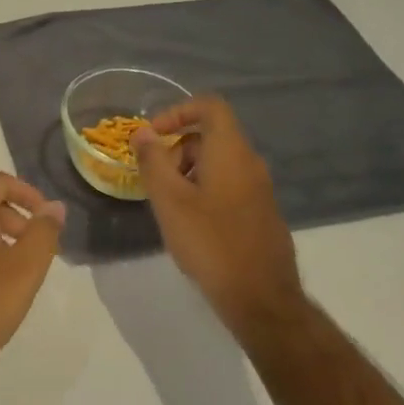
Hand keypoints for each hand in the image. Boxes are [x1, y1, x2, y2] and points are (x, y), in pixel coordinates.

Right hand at [133, 97, 303, 333]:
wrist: (261, 298)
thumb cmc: (210, 242)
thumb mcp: (169, 200)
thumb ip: (153, 161)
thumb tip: (142, 133)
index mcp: (231, 152)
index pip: (210, 106)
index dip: (177, 111)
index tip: (153, 136)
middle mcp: (250, 163)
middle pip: (211, 136)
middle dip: (176, 149)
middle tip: (155, 180)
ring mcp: (260, 189)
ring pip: (218, 163)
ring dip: (187, 173)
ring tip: (168, 206)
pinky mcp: (261, 213)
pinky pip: (228, 185)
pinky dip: (204, 190)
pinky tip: (190, 224)